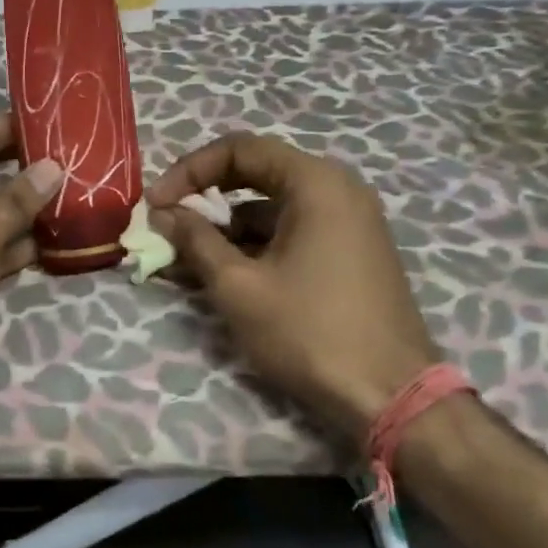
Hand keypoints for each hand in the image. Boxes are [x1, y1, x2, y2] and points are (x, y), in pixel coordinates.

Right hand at [147, 133, 436, 437]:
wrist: (391, 398)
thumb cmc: (309, 332)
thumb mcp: (238, 285)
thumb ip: (195, 239)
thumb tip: (162, 212)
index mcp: (316, 183)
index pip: (239, 149)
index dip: (189, 170)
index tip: (155, 203)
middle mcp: (337, 190)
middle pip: (255, 174)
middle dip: (204, 198)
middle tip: (166, 223)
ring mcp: (348, 223)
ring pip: (271, 208)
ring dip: (224, 228)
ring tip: (182, 259)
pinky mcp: (349, 253)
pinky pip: (290, 232)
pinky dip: (253, 246)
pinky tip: (219, 274)